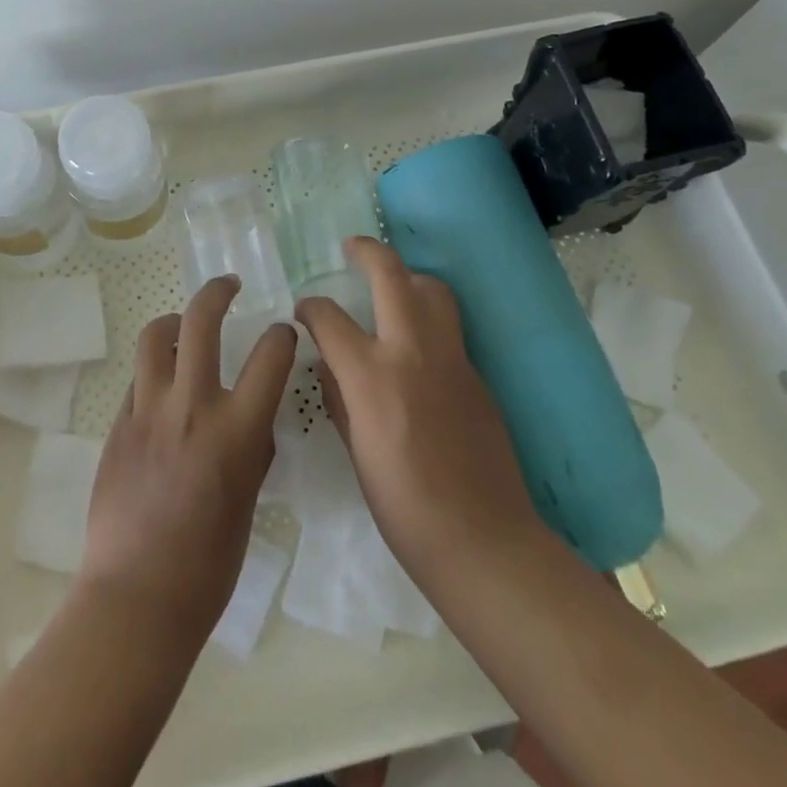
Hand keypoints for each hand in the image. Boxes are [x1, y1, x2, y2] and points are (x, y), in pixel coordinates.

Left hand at [78, 276, 298, 636]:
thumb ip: (253, 445)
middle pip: (200, 320)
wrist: (138, 596)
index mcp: (236, 430)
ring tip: (183, 327)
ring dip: (174, 322)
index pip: (270, 354)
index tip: (282, 334)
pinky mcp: (118, 424)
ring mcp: (147, 411)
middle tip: (229, 285)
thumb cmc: (209, 563)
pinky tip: (161, 387)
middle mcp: (191, 406)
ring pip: (154, 336)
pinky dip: (154, 370)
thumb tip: (253, 415)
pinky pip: (137, 378)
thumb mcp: (249, 498)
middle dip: (218, 291)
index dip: (282, 335)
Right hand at [295, 238, 538, 583]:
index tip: (304, 311)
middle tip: (351, 247)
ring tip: (391, 287)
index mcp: (372, 375)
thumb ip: (339, 398)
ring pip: (432, 289)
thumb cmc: (404, 508)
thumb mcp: (356, 453)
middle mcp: (411, 351)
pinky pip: (448, 327)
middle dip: (367, 251)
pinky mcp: (475, 373)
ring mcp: (450, 358)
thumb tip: (329, 366)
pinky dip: (427, 317)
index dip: (311, 308)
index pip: (330, 317)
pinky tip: (415, 345)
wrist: (482, 539)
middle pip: (391, 275)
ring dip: (407, 277)